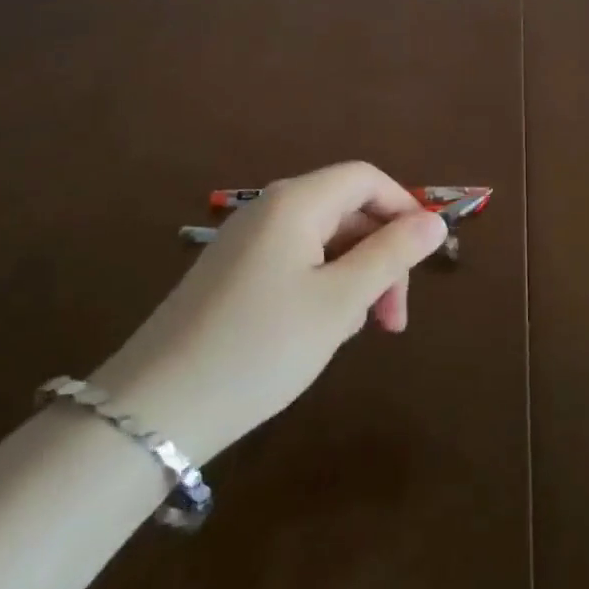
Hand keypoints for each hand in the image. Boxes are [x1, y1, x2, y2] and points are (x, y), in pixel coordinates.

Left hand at [88, 162, 447, 465]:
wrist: (154, 410)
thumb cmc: (260, 348)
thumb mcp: (340, 302)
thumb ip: (392, 255)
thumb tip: (434, 220)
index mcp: (296, 202)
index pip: (366, 178)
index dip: (403, 210)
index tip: (423, 262)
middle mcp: (270, 209)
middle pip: (347, 211)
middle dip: (380, 257)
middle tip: (391, 322)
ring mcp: (246, 241)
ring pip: (323, 241)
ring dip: (353, 277)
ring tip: (350, 332)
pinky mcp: (232, 273)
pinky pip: (295, 262)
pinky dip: (320, 288)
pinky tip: (317, 332)